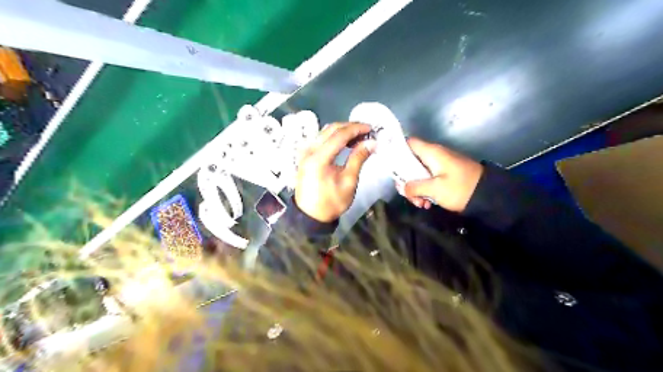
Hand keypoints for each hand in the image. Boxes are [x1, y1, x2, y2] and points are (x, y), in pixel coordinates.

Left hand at [296, 122, 376, 221]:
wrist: (310, 215)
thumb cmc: (331, 202)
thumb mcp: (348, 181)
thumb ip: (358, 158)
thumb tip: (371, 143)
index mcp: (319, 158)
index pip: (339, 135)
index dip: (356, 129)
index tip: (371, 128)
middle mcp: (309, 150)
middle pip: (331, 129)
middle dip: (350, 127)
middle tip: (367, 131)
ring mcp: (305, 152)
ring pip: (325, 132)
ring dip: (342, 131)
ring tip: (359, 137)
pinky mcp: (305, 155)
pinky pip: (320, 139)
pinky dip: (334, 137)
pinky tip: (345, 142)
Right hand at [399, 136, 482, 213]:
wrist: (489, 195)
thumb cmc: (460, 188)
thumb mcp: (435, 189)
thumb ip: (415, 187)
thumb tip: (403, 187)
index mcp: (431, 153)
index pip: (408, 143)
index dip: (397, 151)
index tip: (391, 168)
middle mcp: (433, 156)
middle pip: (410, 162)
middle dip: (406, 180)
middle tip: (408, 195)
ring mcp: (439, 166)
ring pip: (418, 174)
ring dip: (416, 189)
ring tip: (421, 204)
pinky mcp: (444, 175)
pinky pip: (428, 180)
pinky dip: (425, 191)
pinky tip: (427, 204)